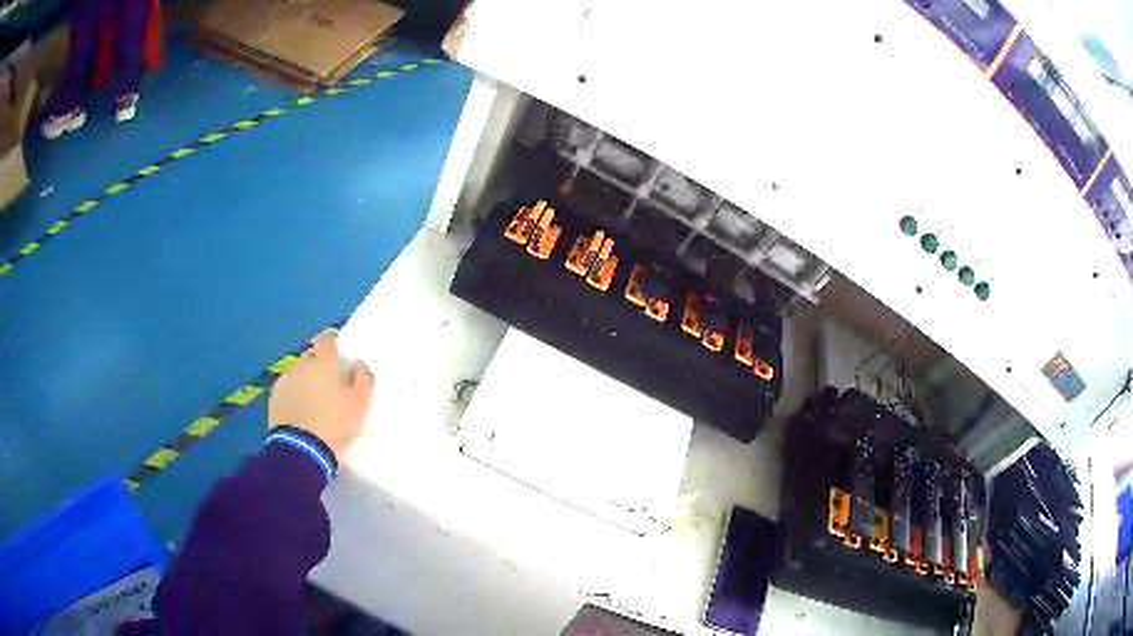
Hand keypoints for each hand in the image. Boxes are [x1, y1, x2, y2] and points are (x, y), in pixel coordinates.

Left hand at [268, 333, 373, 457]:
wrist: (302, 448)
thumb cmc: (335, 422)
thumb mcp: (360, 403)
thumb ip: (362, 378)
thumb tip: (358, 364)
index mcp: (323, 362)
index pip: (327, 341)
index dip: (333, 347)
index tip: (339, 360)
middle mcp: (301, 365)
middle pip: (311, 357)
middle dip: (318, 365)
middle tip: (328, 384)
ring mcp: (285, 380)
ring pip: (297, 373)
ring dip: (304, 381)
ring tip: (313, 401)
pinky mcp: (274, 398)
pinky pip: (286, 390)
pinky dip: (293, 395)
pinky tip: (300, 411)